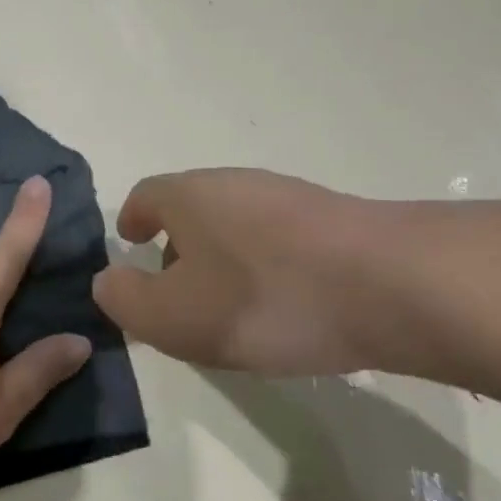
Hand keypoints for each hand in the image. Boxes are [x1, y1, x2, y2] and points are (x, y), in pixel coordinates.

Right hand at [92, 169, 377, 376]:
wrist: (392, 286)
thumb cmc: (264, 299)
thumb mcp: (173, 317)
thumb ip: (126, 300)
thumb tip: (108, 281)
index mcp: (189, 195)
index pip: (144, 196)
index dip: (131, 221)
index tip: (129, 246)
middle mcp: (235, 183)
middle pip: (191, 208)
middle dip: (176, 247)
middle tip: (175, 294)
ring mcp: (288, 198)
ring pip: (236, 225)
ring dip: (221, 260)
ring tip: (228, 310)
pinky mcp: (333, 221)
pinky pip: (278, 241)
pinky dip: (263, 268)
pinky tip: (282, 308)